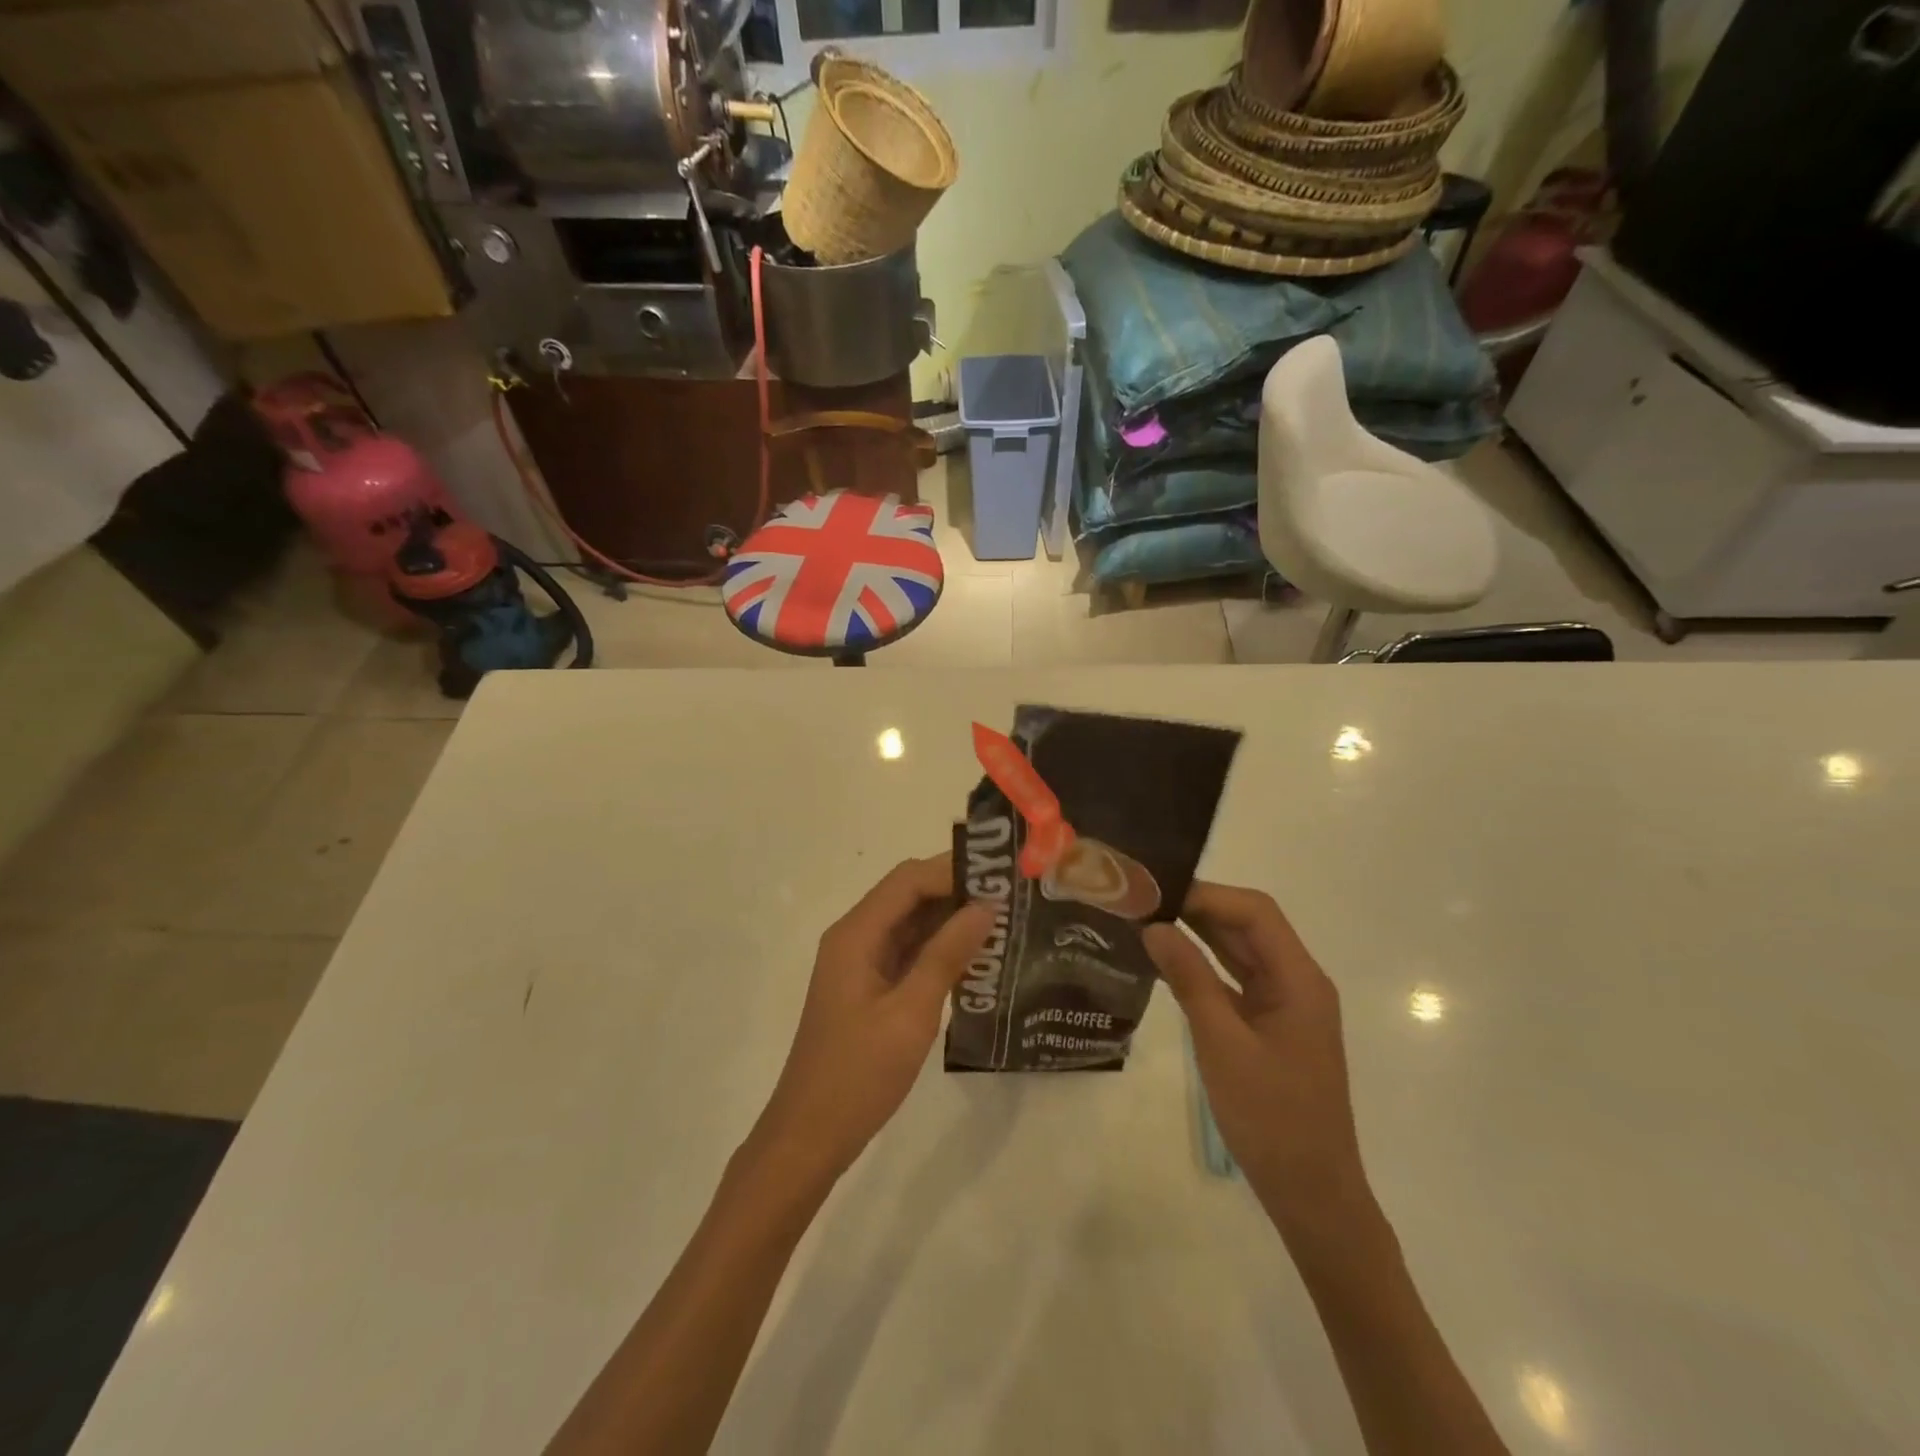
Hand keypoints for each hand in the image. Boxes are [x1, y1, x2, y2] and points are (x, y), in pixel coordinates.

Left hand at [753, 855, 993, 1183]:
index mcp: (856, 935)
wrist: (809, 1136)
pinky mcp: (870, 987)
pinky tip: (977, 958)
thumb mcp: (910, 1013)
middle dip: (957, 891)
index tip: (1000, 877)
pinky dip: (940, 949)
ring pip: (911, 924)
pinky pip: (909, 952)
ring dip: (952, 920)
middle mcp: (855, 938)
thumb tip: (985, 907)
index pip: (908, 880)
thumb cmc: (858, 1075)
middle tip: (1011, 898)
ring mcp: (861, 963)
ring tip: (1004, 922)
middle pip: (908, 895)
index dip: (953, 871)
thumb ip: (947, 955)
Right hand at [1143, 883, 1377, 1245]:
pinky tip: (1166, 962)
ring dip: (1199, 934)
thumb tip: (1155, 927)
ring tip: (1147, 921)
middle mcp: (1296, 982)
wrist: (1311, 1193)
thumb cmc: (1271, 1117)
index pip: (1255, 913)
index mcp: (1299, 980)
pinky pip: (1235, 980)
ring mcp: (1284, 1005)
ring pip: (1240, 952)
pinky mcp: (1270, 1026)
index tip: (1158, 893)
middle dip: (1199, 908)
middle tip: (1143, 902)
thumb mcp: (1223, 1044)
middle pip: (1249, 926)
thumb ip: (1190, 980)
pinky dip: (1203, 966)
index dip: (1208, 895)